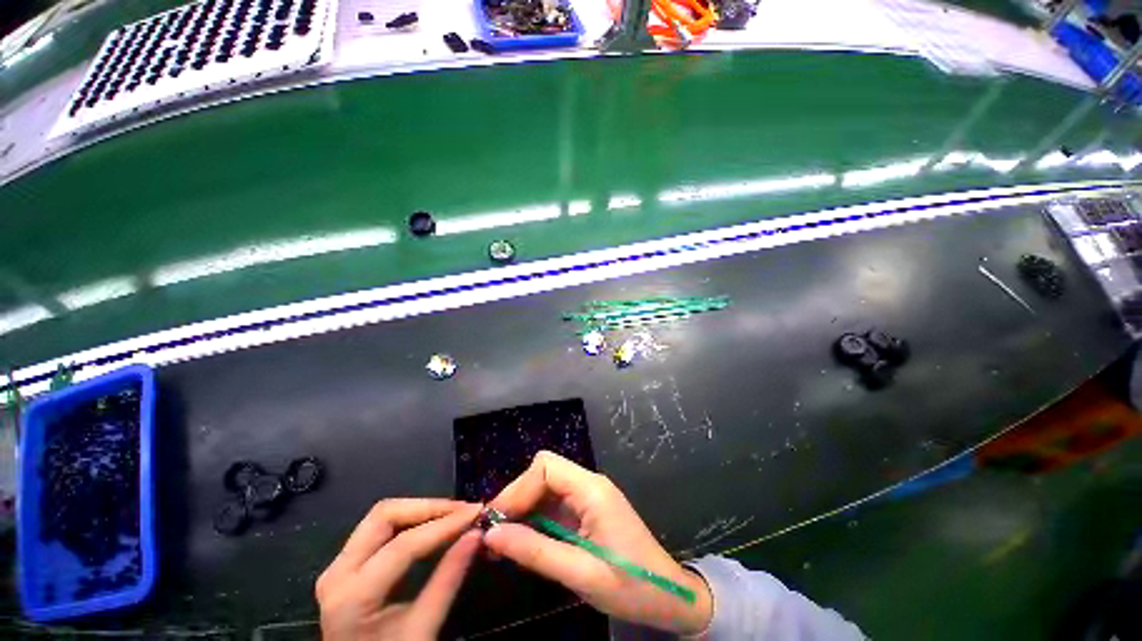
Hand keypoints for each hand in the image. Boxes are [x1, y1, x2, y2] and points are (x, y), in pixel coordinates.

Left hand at [316, 499, 482, 639]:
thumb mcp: (422, 629)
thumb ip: (448, 580)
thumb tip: (477, 534)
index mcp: (351, 597)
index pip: (403, 545)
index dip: (444, 524)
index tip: (476, 512)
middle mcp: (337, 573)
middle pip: (384, 517)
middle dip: (429, 507)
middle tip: (463, 510)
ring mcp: (338, 567)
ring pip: (381, 517)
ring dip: (420, 510)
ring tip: (453, 514)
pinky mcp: (346, 566)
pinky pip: (379, 529)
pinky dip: (410, 520)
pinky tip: (433, 524)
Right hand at [484, 451, 713, 634]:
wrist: (667, 595)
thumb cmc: (630, 585)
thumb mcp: (579, 573)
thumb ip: (534, 551)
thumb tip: (491, 535)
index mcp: (592, 490)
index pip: (545, 467)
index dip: (517, 489)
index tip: (495, 520)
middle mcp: (589, 484)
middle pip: (544, 472)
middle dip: (517, 497)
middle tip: (493, 531)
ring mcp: (589, 496)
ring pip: (546, 487)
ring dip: (523, 509)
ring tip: (500, 540)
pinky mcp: (587, 510)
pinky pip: (554, 504)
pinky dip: (535, 518)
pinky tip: (521, 540)